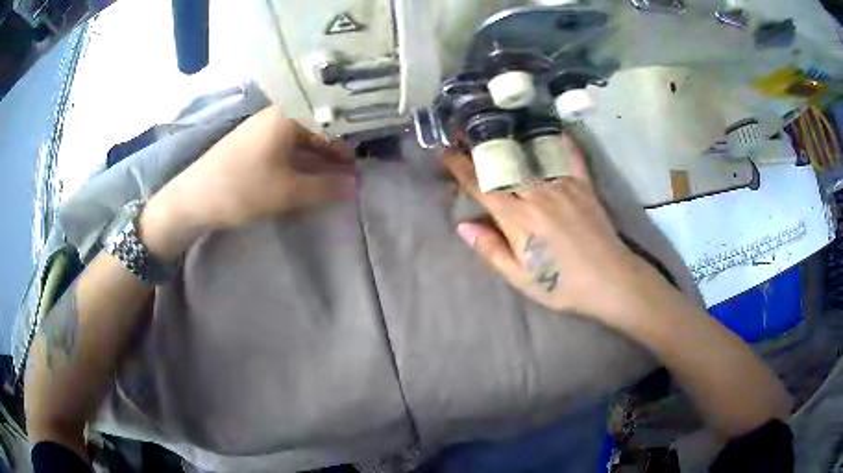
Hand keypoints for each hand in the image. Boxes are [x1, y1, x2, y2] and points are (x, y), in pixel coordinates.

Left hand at [140, 106, 356, 259]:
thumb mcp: (288, 190)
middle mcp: (278, 113)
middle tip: (353, 171)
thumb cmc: (242, 188)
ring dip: (318, 155)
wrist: (193, 198)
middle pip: (317, 126)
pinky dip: (301, 158)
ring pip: (301, 136)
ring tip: (336, 175)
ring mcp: (263, 126)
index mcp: (289, 114)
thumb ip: (326, 186)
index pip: (331, 120)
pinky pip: (286, 144)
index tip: (363, 160)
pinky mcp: (253, 142)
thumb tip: (357, 186)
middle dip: (335, 149)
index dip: (350, 140)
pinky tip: (308, 173)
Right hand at [446, 135, 677, 324]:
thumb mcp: (521, 278)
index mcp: (519, 219)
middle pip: (503, 166)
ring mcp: (563, 186)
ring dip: (509, 143)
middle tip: (463, 133)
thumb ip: (492, 250)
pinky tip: (553, 130)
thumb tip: (463, 226)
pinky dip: (560, 143)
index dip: (461, 168)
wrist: (610, 280)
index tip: (445, 152)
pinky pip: (569, 157)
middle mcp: (538, 194)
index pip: (482, 187)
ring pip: (530, 158)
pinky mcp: (583, 185)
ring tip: (495, 130)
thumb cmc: (562, 285)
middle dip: (480, 149)